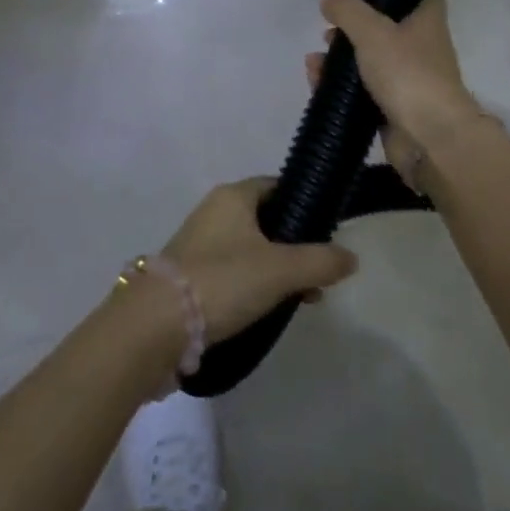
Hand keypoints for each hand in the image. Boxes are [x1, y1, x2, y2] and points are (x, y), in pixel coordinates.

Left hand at [160, 178, 358, 341]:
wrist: (157, 324)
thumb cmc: (223, 281)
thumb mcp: (281, 270)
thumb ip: (320, 261)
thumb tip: (352, 258)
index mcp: (233, 196)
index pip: (277, 186)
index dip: (305, 202)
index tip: (329, 228)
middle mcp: (214, 212)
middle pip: (266, 219)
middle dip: (296, 244)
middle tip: (320, 271)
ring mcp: (200, 244)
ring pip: (251, 248)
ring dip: (278, 268)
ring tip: (303, 298)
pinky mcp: (191, 275)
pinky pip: (234, 271)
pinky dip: (255, 284)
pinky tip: (271, 310)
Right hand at [309, 0, 482, 180]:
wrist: (431, 138)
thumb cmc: (407, 73)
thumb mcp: (372, 32)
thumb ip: (348, 12)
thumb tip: (329, 1)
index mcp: (427, 20)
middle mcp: (422, 46)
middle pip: (386, 27)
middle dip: (353, 27)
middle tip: (329, 29)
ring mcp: (408, 79)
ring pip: (370, 61)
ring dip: (341, 59)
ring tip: (316, 60)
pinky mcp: (394, 107)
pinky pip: (363, 90)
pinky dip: (341, 86)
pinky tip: (316, 81)